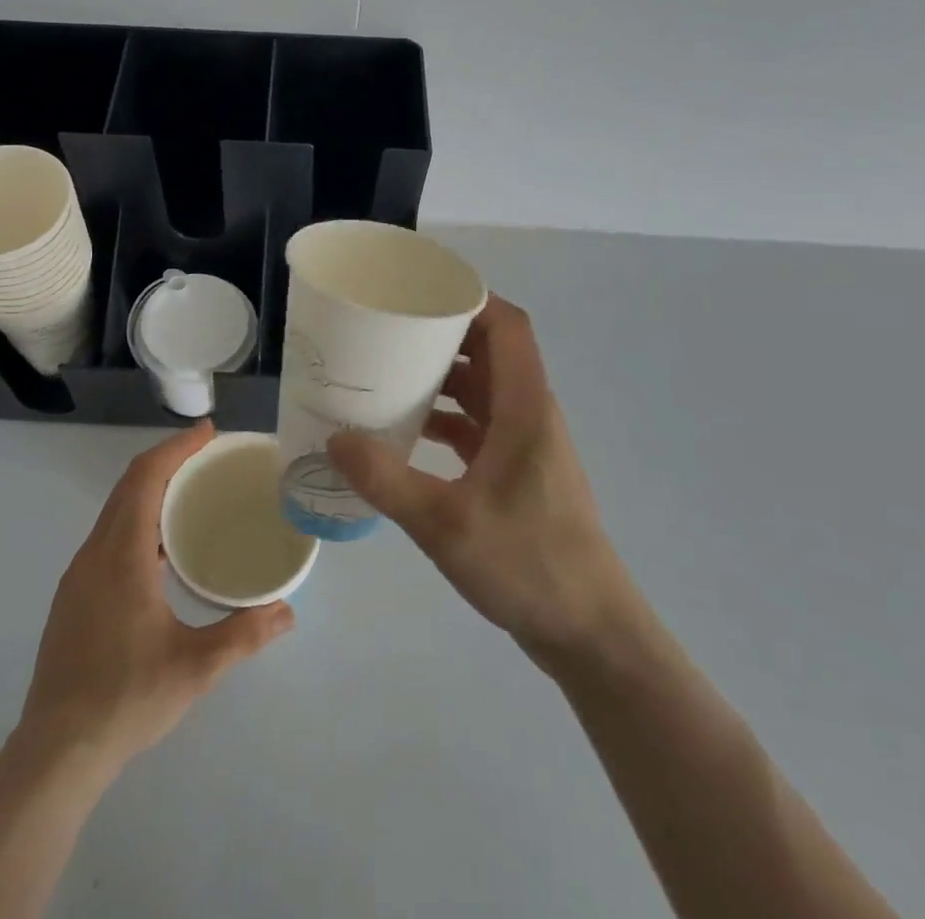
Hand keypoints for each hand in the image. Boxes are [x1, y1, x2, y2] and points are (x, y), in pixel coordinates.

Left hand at [17, 421, 293, 772]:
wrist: (55, 753)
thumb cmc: (126, 699)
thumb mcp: (195, 668)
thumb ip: (244, 634)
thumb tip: (288, 611)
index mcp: (121, 556)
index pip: (145, 478)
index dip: (176, 448)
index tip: (208, 432)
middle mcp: (95, 553)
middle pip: (129, 486)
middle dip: (168, 461)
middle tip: (209, 457)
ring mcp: (79, 575)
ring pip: (115, 510)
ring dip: (151, 489)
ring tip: (192, 495)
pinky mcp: (74, 596)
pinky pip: (108, 534)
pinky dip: (137, 517)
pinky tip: (162, 548)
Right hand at [328, 295, 639, 673]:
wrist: (590, 634)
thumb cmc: (529, 565)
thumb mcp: (446, 523)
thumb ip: (387, 479)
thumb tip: (335, 438)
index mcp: (525, 407)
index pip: (509, 327)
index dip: (471, 299)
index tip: (422, 291)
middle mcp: (530, 415)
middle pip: (491, 352)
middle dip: (443, 335)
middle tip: (390, 330)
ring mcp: (526, 445)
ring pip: (483, 390)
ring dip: (442, 378)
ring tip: (389, 374)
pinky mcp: (518, 473)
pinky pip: (479, 426)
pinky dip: (446, 418)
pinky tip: (407, 434)